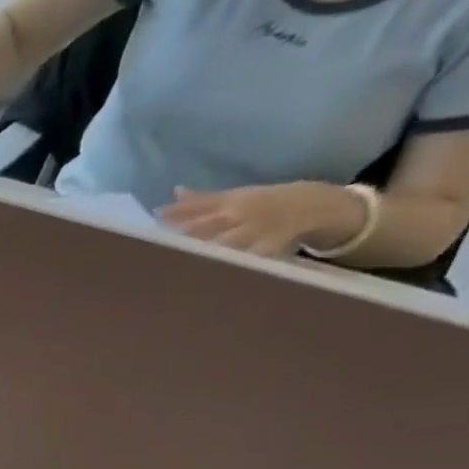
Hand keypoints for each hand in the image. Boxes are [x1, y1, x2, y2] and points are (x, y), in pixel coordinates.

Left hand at [159, 182, 365, 258]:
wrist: (313, 204)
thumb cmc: (261, 204)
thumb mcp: (235, 197)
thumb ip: (202, 200)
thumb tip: (173, 192)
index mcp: (232, 201)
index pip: (200, 206)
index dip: (177, 213)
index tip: (155, 218)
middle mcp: (241, 213)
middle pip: (208, 225)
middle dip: (186, 234)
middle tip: (156, 245)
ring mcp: (256, 229)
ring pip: (225, 243)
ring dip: (204, 252)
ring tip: (179, 263)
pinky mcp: (270, 246)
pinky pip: (250, 258)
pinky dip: (235, 265)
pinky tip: (216, 275)